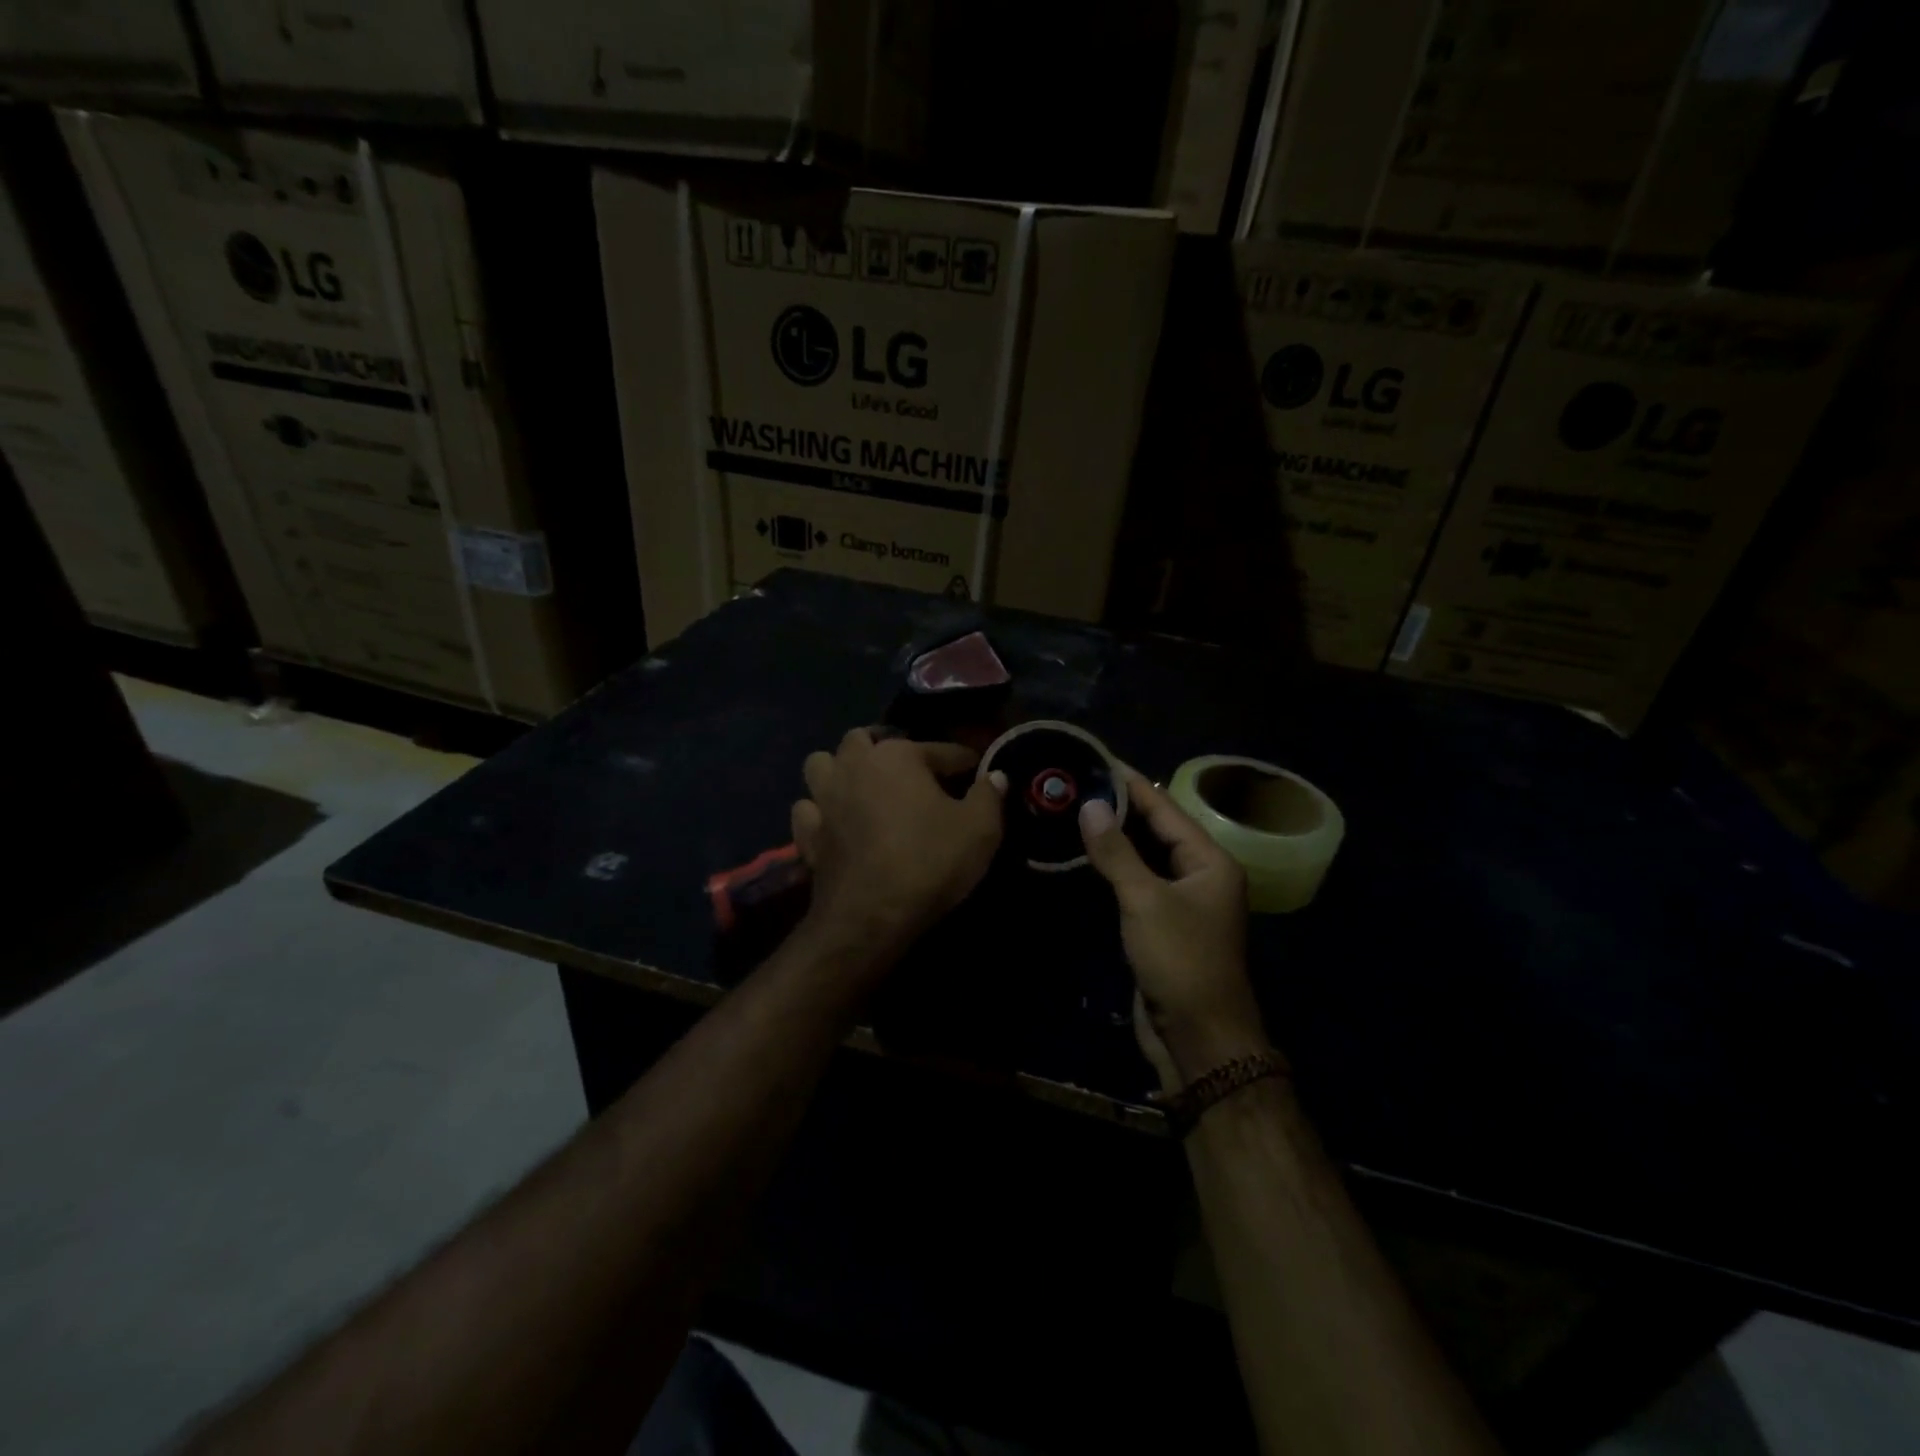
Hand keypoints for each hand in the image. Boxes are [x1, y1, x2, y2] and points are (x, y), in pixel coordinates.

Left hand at [791, 729, 1006, 965]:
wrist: (870, 917)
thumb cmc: (929, 863)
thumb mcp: (980, 830)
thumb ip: (989, 795)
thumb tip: (995, 775)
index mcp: (897, 755)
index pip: (941, 750)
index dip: (965, 762)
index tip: (978, 774)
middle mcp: (854, 765)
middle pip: (866, 740)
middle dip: (887, 749)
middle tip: (911, 774)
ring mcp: (824, 797)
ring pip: (823, 764)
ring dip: (841, 769)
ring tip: (863, 787)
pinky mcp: (807, 832)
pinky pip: (808, 808)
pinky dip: (820, 810)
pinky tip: (836, 822)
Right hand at [1079, 770, 1265, 1089]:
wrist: (1199, 1037)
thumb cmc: (1180, 960)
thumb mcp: (1145, 900)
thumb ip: (1116, 853)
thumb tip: (1089, 806)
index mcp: (1210, 861)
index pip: (1165, 809)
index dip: (1131, 784)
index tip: (1099, 760)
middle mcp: (1201, 874)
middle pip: (1157, 829)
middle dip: (1120, 807)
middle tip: (1078, 782)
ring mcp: (1183, 901)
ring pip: (1147, 857)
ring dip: (1116, 836)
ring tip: (1077, 808)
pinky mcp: (1164, 924)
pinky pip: (1139, 883)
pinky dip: (1116, 866)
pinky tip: (1088, 854)